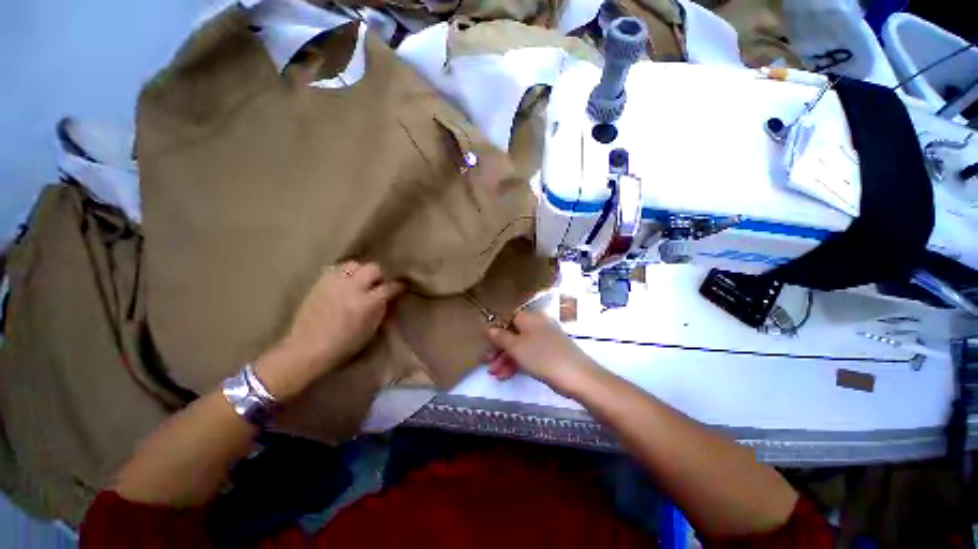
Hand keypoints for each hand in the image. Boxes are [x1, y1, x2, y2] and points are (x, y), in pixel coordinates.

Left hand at [256, 260, 402, 400]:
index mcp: (366, 303)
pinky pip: (337, 269)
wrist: (307, 348)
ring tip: (360, 281)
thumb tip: (388, 297)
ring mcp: (334, 282)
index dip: (398, 286)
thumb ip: (381, 309)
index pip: (390, 287)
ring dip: (361, 271)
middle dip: (379, 275)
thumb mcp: (370, 329)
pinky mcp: (320, 282)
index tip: (401, 287)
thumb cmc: (344, 345)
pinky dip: (345, 273)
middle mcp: (352, 287)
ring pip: (354, 264)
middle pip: (373, 268)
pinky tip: (345, 284)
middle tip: (378, 284)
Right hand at [486, 311, 597, 394]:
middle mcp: (538, 324)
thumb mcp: (517, 347)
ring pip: (521, 345)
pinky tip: (507, 375)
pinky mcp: (551, 352)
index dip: (495, 331)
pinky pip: (530, 354)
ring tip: (495, 375)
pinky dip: (518, 363)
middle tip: (487, 363)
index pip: (508, 318)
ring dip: (506, 359)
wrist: (577, 376)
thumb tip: (490, 328)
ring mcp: (545, 338)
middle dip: (499, 349)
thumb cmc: (542, 356)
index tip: (485, 344)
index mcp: (530, 317)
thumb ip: (501, 337)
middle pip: (513, 333)